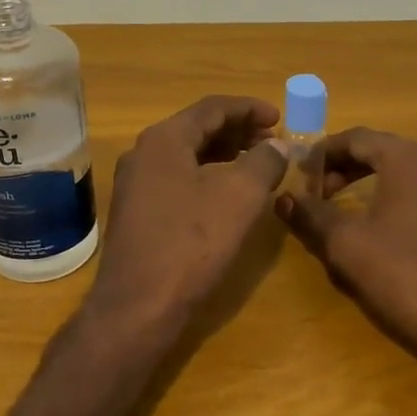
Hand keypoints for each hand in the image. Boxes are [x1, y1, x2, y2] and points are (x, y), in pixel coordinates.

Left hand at [87, 96, 287, 331]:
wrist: (138, 307)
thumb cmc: (192, 243)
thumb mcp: (240, 196)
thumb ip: (264, 161)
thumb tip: (278, 145)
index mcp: (164, 139)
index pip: (212, 108)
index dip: (250, 109)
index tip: (280, 118)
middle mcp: (143, 154)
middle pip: (197, 128)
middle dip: (239, 132)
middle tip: (273, 142)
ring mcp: (135, 184)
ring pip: (187, 155)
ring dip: (224, 155)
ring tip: (258, 165)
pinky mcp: (137, 213)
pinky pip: (178, 179)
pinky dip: (207, 177)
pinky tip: (228, 195)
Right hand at [277, 127, 416, 365]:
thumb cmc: (402, 275)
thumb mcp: (343, 244)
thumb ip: (310, 215)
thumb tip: (283, 198)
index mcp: (409, 159)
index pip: (357, 138)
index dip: (324, 153)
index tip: (300, 176)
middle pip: (384, 153)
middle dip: (347, 170)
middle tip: (319, 196)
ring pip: (408, 178)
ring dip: (374, 188)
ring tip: (348, 216)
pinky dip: (400, 206)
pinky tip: (388, 238)